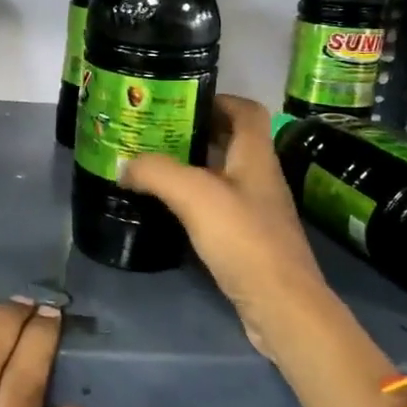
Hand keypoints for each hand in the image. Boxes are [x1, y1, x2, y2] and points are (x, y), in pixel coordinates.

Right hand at [119, 94, 337, 363]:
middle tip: (155, 133)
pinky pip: (219, 207)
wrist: (282, 307)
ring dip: (192, 167)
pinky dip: (194, 201)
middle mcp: (261, 178)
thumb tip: (124, 165)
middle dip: (196, 132)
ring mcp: (257, 211)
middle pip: (232, 142)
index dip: (219, 99)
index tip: (181, 101)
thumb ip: (157, 172)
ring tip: (153, 167)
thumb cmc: (244, 240)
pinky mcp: (249, 241)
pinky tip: (168, 209)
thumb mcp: (195, 196)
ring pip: (223, 176)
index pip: (247, 111)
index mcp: (256, 157)